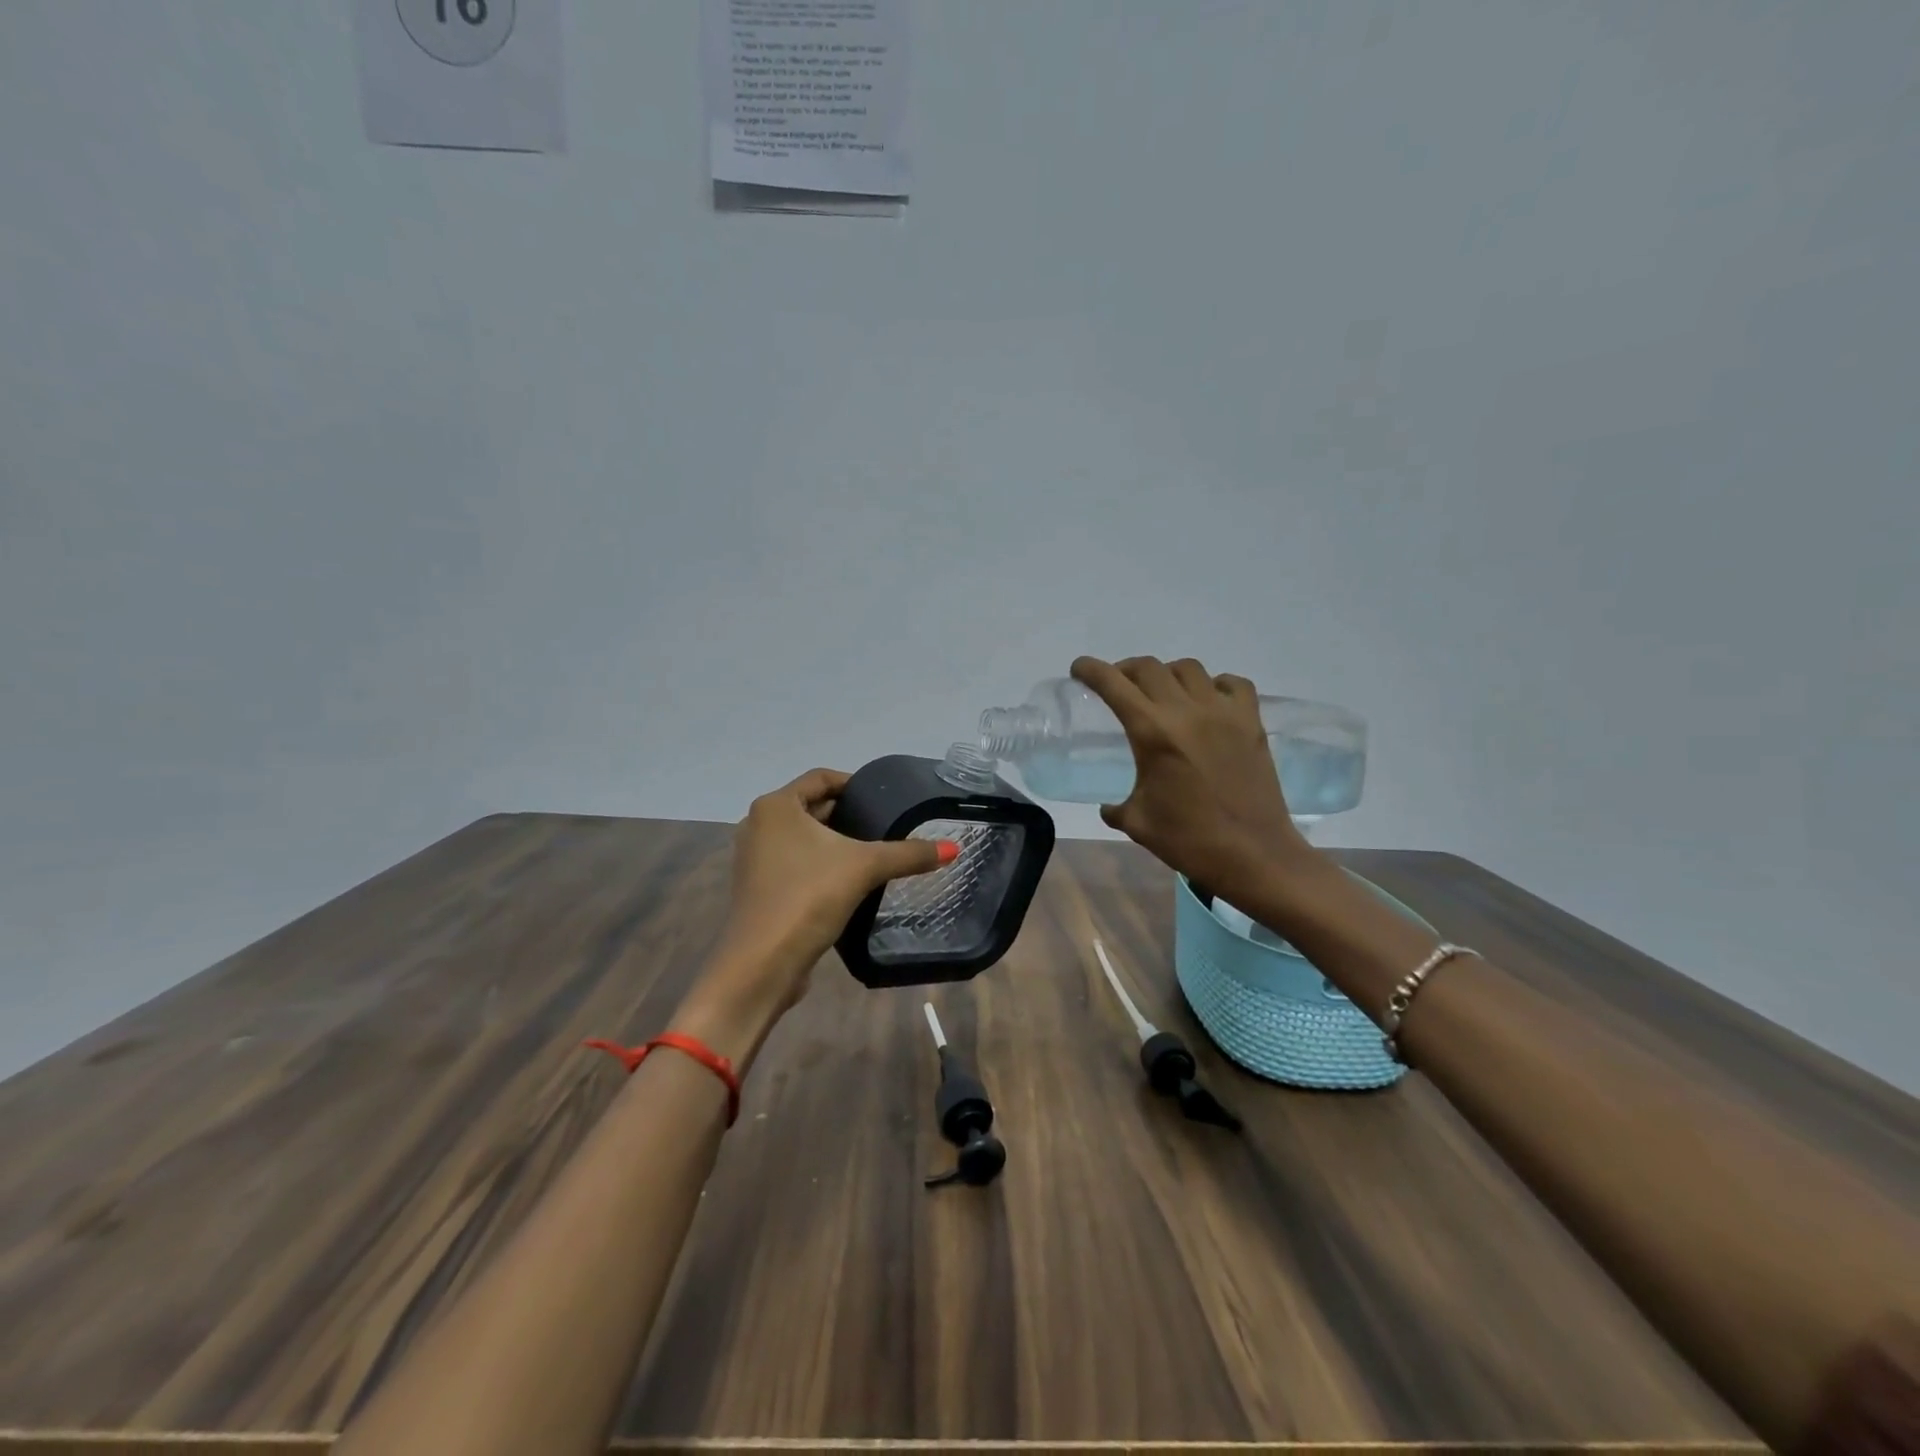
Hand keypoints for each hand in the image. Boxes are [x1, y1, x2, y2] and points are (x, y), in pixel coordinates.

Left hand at [707, 767, 953, 1012]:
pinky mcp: (759, 889)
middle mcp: (758, 825)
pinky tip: (850, 881)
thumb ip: (908, 854)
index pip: (821, 778)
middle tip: (887, 825)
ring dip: (835, 842)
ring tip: (874, 852)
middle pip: (812, 807)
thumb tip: (953, 849)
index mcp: (776, 806)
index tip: (885, 798)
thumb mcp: (864, 868)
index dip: (855, 784)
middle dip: (848, 815)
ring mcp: (754, 859)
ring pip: (803, 838)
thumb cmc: (808, 897)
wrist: (762, 964)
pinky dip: (820, 864)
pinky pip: (794, 863)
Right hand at [1070, 655, 1313, 903]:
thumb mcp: (1138, 823)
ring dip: (1167, 674)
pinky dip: (1215, 685)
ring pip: (1189, 669)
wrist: (1254, 855)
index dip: (1091, 670)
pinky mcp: (1252, 722)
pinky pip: (1233, 684)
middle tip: (1117, 684)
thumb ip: (1115, 807)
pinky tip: (1208, 702)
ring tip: (1162, 692)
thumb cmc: (1189, 841)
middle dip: (1125, 670)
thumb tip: (1108, 806)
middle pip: (1149, 667)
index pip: (1114, 684)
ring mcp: (1224, 713)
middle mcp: (1186, 711)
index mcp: (1152, 732)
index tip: (1079, 669)